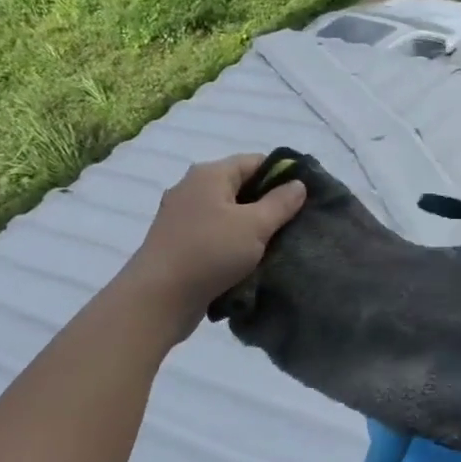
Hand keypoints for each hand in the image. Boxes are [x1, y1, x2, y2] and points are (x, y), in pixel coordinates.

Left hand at [124, 154, 306, 338]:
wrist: (156, 300)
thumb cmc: (209, 252)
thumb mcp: (255, 226)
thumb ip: (281, 202)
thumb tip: (298, 184)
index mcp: (210, 174)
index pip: (255, 161)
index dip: (282, 175)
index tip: (304, 196)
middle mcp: (192, 188)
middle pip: (240, 186)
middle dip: (268, 202)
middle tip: (294, 222)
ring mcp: (181, 216)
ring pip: (227, 212)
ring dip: (250, 225)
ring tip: (275, 243)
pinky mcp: (177, 242)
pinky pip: (214, 233)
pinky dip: (232, 241)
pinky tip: (248, 259)